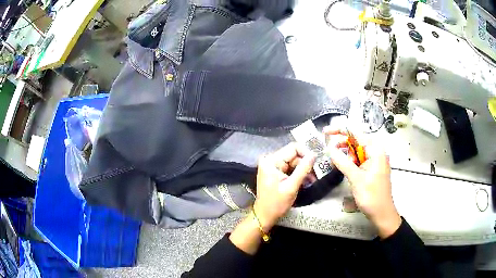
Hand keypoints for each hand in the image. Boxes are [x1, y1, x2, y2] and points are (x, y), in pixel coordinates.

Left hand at [254, 143, 316, 230]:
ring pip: (294, 161)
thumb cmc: (276, 203)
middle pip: (294, 155)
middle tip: (316, 174)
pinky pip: (290, 168)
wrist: (265, 215)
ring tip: (312, 180)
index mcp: (271, 161)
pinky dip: (298, 173)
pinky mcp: (275, 171)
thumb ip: (303, 169)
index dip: (306, 153)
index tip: (316, 162)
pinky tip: (305, 181)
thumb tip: (314, 154)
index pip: (293, 148)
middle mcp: (270, 159)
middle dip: (306, 164)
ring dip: (304, 170)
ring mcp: (273, 165)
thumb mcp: (291, 186)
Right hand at [324, 128, 400, 238]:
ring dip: (345, 154)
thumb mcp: (356, 178)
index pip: (356, 132)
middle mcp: (375, 151)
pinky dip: (350, 162)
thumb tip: (329, 148)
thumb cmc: (371, 196)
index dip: (340, 130)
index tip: (325, 132)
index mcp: (375, 150)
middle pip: (356, 140)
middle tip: (328, 150)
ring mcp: (374, 160)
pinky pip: (358, 159)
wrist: (381, 213)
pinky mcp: (371, 168)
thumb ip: (342, 161)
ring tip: (336, 163)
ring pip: (356, 150)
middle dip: (342, 144)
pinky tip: (344, 168)